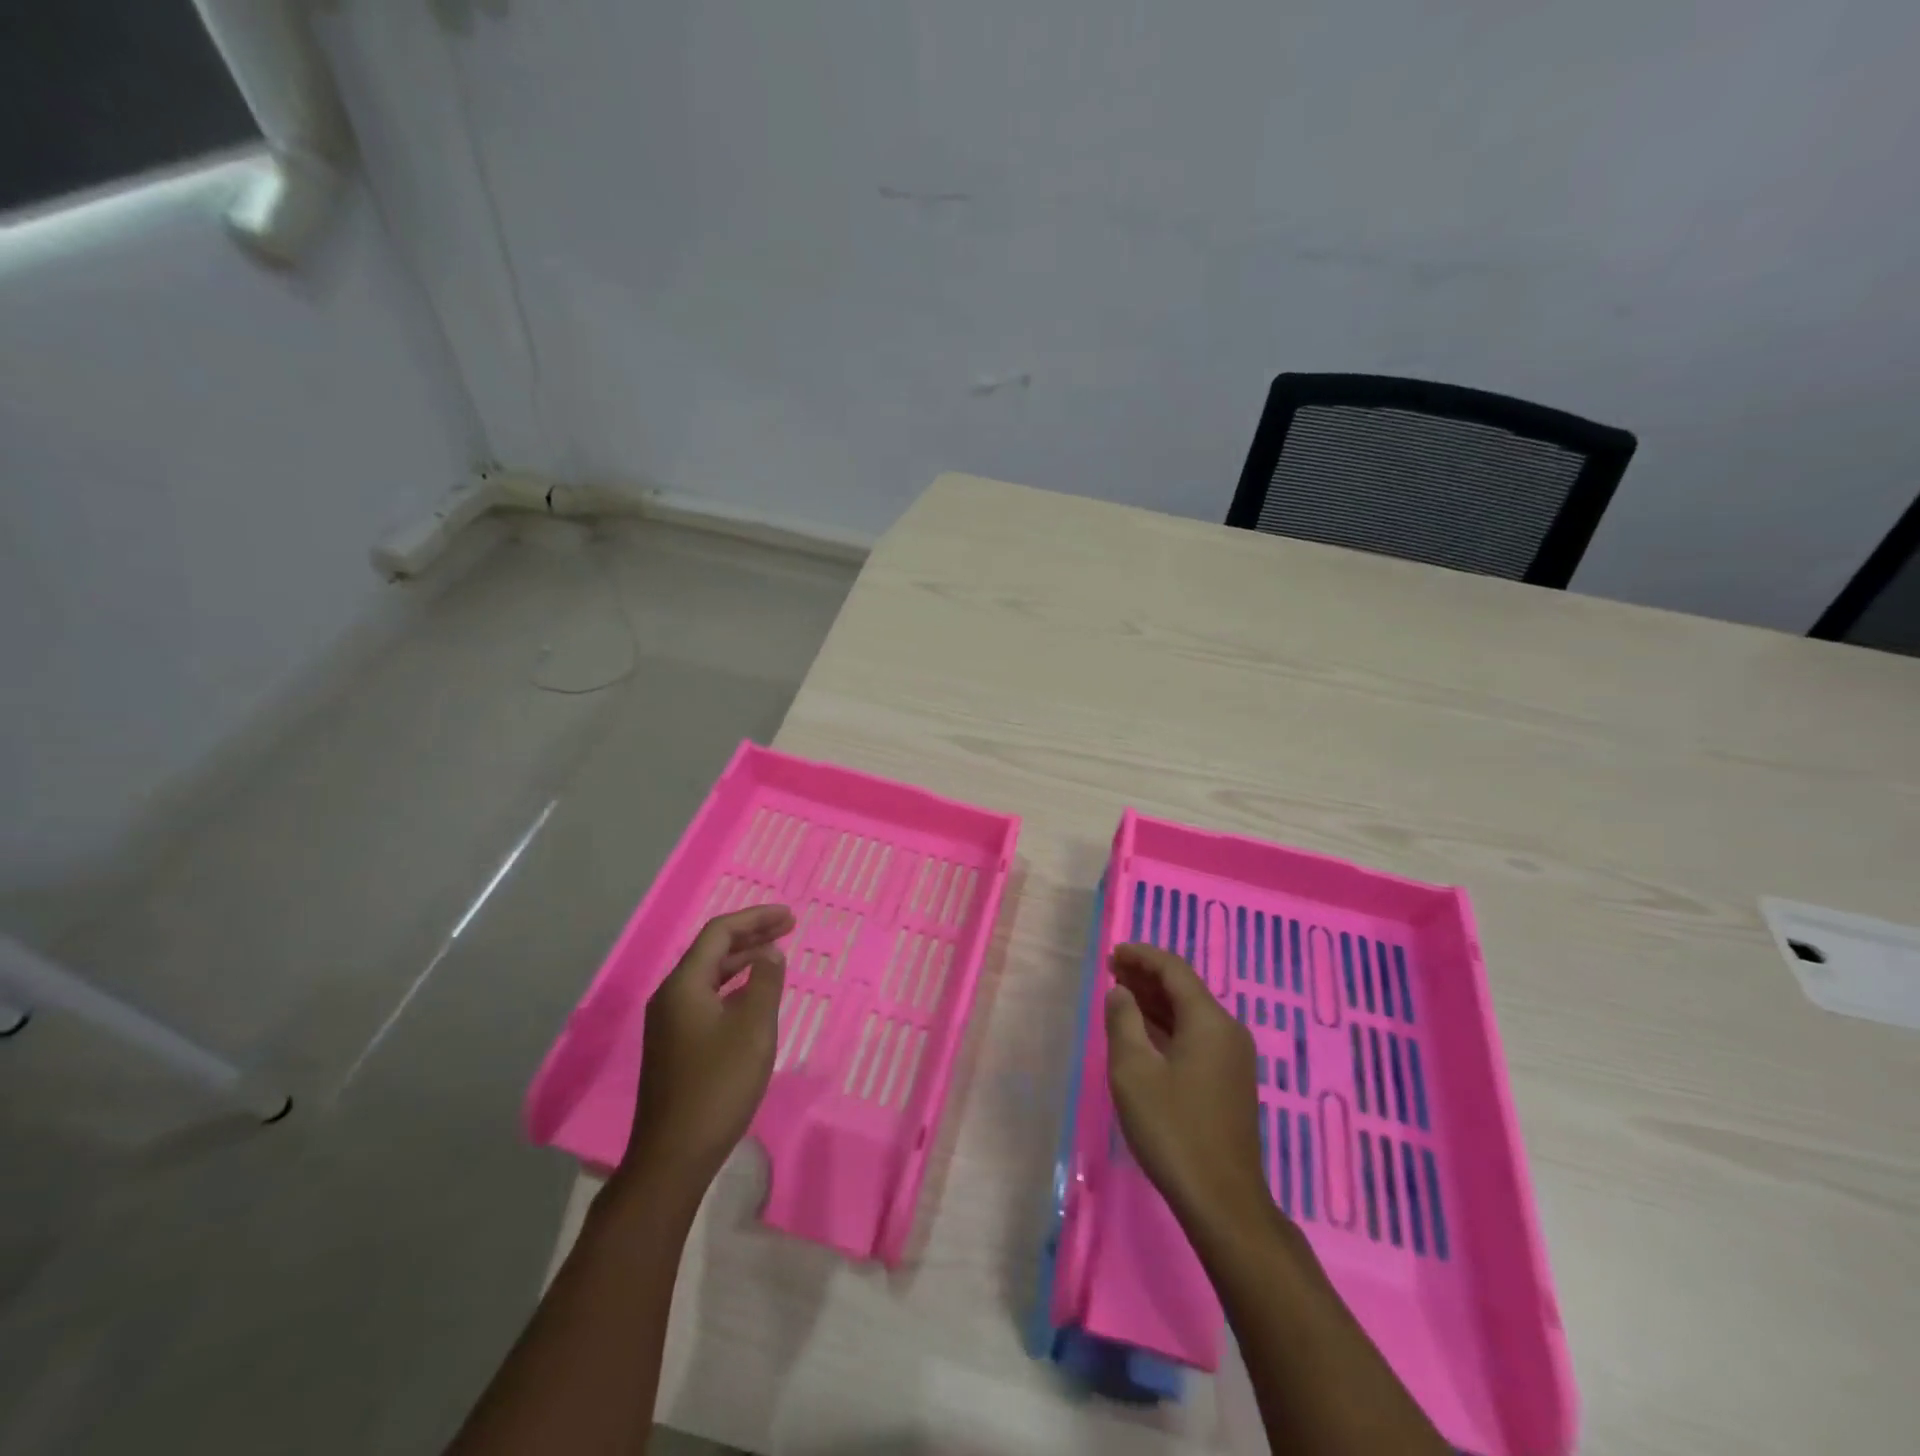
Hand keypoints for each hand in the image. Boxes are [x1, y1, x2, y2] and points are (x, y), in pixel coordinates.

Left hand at [623, 904, 794, 1196]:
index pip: (719, 932)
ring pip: (709, 976)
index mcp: (684, 985)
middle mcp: (671, 996)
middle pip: (712, 951)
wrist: (674, 1156)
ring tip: (775, 957)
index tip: (790, 917)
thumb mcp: (753, 1029)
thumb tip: (769, 953)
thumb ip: (764, 983)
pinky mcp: (675, 1046)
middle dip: (751, 935)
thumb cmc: (718, 1085)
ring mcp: (670, 1023)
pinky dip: (733, 987)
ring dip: (743, 961)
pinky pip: (707, 999)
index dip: (756, 918)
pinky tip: (753, 998)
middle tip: (788, 928)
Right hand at [1105, 942, 1271, 1230]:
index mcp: (1209, 1021)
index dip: (1142, 956)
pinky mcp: (1230, 1081)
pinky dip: (1168, 1024)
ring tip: (1121, 994)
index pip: (1174, 970)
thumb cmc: (1173, 1130)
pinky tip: (1144, 1031)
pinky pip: (1196, 1035)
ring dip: (1156, 1000)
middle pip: (1185, 988)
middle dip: (1147, 975)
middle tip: (1111, 970)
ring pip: (1190, 1013)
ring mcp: (1233, 1058)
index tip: (1113, 953)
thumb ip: (1123, 1022)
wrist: (1223, 1201)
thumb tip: (1120, 991)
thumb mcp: (1133, 1071)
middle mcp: (1227, 1031)